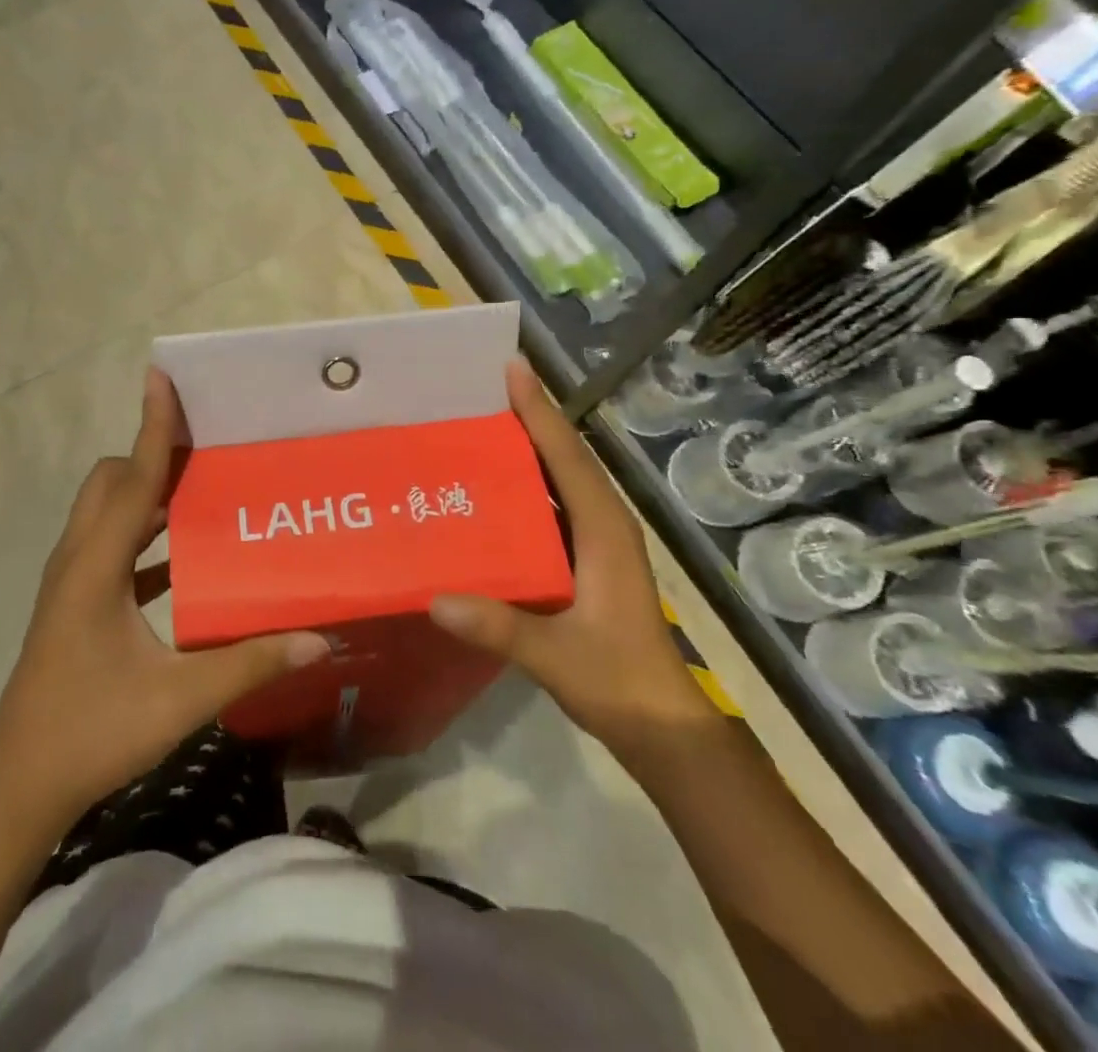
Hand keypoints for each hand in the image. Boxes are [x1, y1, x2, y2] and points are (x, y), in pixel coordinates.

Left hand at [0, 369, 329, 827]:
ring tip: (202, 486)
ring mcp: (72, 581)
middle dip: (153, 454)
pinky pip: (112, 546)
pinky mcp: (75, 603)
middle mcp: (78, 559)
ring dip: (149, 491)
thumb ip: (250, 664)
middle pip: (113, 481)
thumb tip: (318, 639)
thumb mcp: (179, 699)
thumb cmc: (92, 732)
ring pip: (109, 511)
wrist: (18, 786)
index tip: (163, 377)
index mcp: (95, 565)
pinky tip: (185, 555)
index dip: (153, 426)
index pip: (132, 477)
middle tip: (207, 445)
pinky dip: (144, 534)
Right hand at [429, 357, 710, 740]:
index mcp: (604, 530)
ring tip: (478, 425)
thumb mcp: (558, 657)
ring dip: (527, 447)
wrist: (662, 727)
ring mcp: (597, 542)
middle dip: (529, 417)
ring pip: (560, 478)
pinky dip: (526, 485)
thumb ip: (501, 627)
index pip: (566, 457)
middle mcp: (604, 523)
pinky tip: (490, 489)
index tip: (511, 369)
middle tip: (480, 389)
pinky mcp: (587, 560)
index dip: (539, 411)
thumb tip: (436, 599)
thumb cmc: (619, 683)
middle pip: (564, 456)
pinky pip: (553, 505)